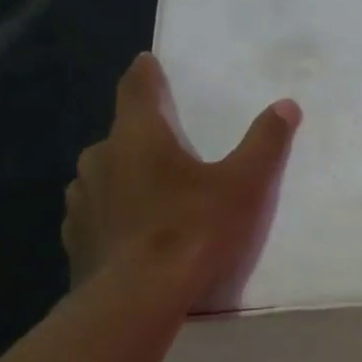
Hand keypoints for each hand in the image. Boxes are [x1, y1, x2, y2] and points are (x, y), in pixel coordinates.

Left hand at [63, 53, 299, 304]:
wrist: (138, 298)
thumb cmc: (192, 229)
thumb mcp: (243, 185)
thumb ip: (265, 143)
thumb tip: (286, 105)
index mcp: (137, 137)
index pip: (136, 89)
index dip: (145, 74)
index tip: (147, 62)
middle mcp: (100, 159)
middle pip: (120, 135)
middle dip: (140, 136)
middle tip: (167, 148)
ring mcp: (82, 200)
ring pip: (103, 175)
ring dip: (123, 177)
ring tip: (150, 194)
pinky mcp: (75, 238)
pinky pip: (95, 213)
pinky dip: (112, 214)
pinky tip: (129, 233)